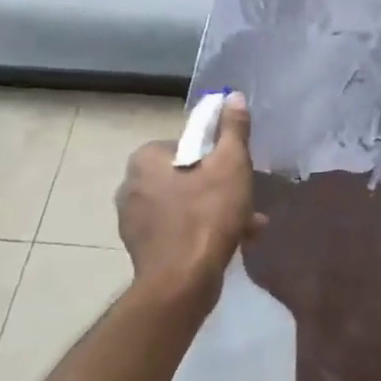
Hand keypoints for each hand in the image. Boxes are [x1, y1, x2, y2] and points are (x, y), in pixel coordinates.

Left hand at [115, 93, 260, 318]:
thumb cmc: (207, 215)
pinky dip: (202, 232)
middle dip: (220, 187)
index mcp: (145, 160)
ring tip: (249, 227)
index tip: (237, 170)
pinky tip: (232, 243)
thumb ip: (233, 129)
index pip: (186, 144)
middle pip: (187, 175)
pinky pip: (178, 229)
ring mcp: (133, 220)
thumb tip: (231, 96)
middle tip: (248, 201)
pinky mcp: (141, 248)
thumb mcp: (231, 164)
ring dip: (217, 211)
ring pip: (185, 204)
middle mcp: (131, 186)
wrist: (182, 284)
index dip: (216, 155)